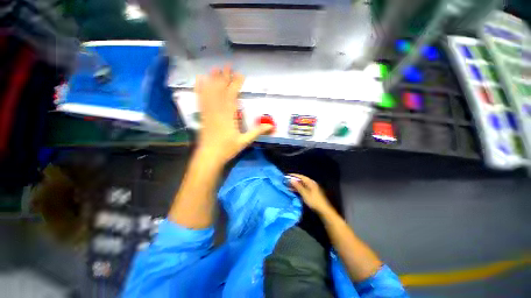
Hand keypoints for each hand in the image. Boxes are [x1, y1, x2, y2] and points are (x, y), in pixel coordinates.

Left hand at [195, 66, 272, 162]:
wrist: (209, 156)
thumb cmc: (227, 149)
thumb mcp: (244, 142)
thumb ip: (257, 132)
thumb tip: (271, 126)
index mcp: (229, 116)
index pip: (232, 96)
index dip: (236, 84)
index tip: (240, 75)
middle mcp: (217, 111)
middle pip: (220, 90)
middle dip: (224, 77)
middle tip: (227, 66)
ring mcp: (208, 112)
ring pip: (210, 93)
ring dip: (213, 80)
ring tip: (215, 69)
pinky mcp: (203, 115)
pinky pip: (200, 100)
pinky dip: (199, 89)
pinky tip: (199, 80)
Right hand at [289, 174, 333, 214]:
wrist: (323, 209)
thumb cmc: (314, 201)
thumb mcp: (304, 193)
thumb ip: (298, 186)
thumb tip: (292, 180)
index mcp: (310, 182)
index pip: (301, 176)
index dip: (294, 175)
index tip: (287, 175)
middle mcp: (311, 183)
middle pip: (301, 180)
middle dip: (294, 180)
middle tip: (286, 181)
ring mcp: (311, 188)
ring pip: (302, 184)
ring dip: (295, 185)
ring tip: (288, 186)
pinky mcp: (311, 192)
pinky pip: (303, 188)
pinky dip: (298, 188)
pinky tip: (293, 190)